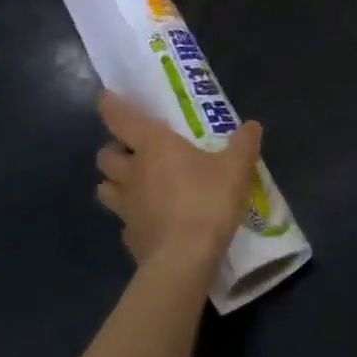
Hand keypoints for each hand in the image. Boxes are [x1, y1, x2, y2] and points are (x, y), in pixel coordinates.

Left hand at [95, 91, 262, 272]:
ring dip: (114, 183)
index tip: (105, 97)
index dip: (110, 105)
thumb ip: (243, 144)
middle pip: (105, 155)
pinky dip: (133, 218)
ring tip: (135, 185)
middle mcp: (132, 172)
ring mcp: (126, 207)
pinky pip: (124, 221)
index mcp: (153, 146)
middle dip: (114, 150)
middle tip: (134, 151)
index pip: (119, 118)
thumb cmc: (207, 201)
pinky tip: (151, 222)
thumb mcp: (236, 168)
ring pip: (105, 188)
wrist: (184, 260)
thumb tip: (252, 125)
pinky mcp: (129, 237)